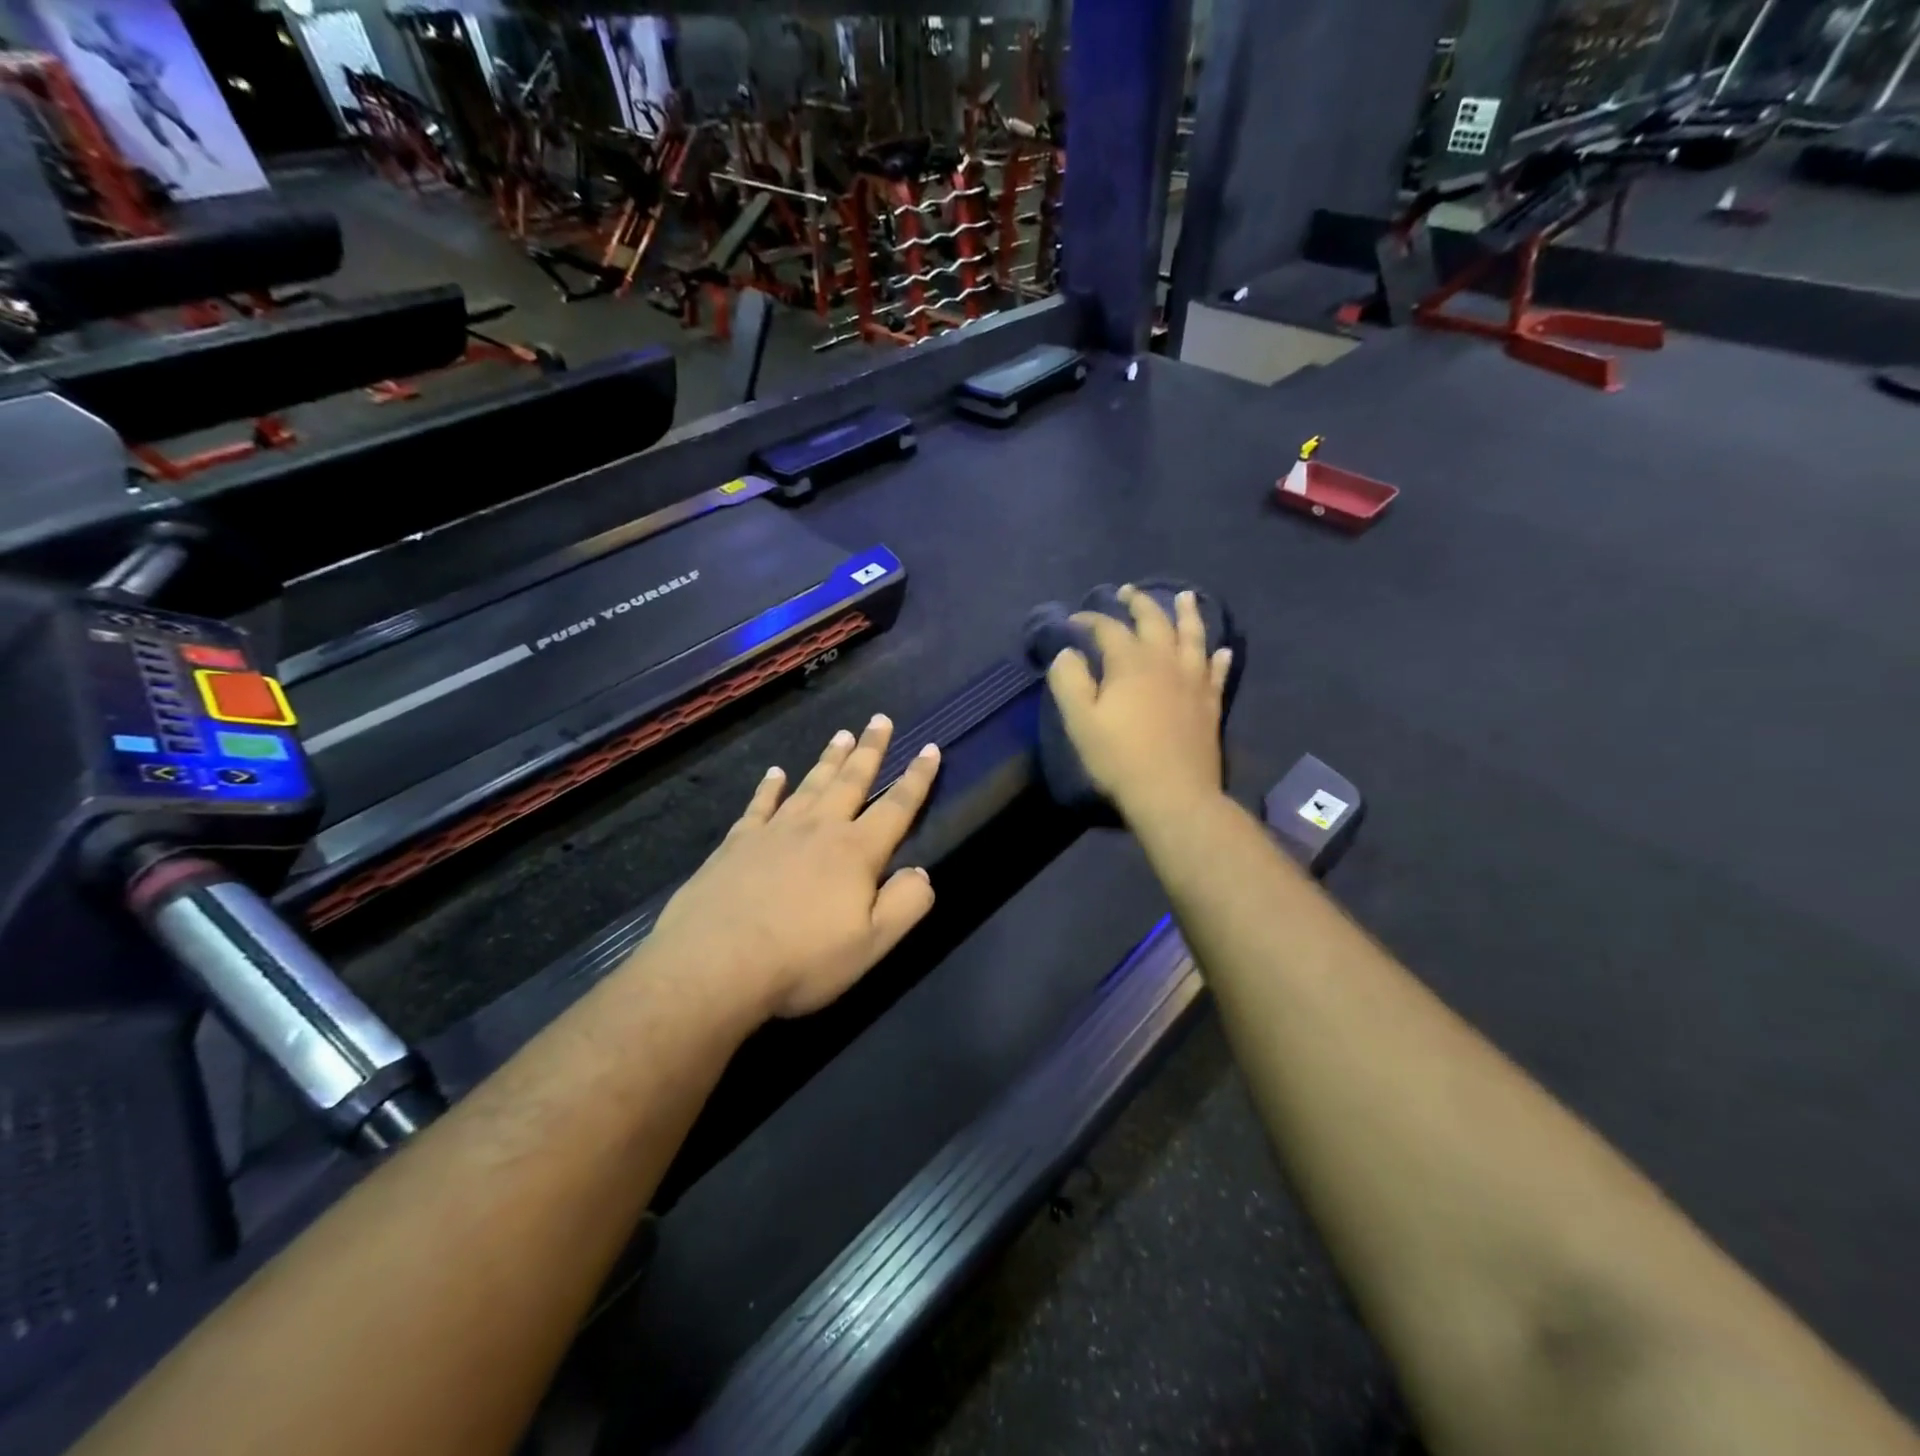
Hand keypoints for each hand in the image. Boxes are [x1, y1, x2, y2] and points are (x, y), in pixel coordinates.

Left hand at [649, 715, 941, 1021]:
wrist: (714, 965)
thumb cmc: (801, 959)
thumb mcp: (871, 944)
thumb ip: (906, 904)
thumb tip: (922, 872)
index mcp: (856, 852)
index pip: (897, 807)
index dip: (917, 778)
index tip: (931, 748)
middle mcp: (819, 829)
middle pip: (851, 781)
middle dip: (871, 750)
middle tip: (880, 719)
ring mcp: (775, 831)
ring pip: (810, 785)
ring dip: (829, 760)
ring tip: (842, 735)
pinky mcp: (737, 843)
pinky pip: (760, 805)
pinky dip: (770, 787)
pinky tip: (775, 774)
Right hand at [1045, 585, 1232, 823]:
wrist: (1173, 793)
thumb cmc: (1120, 758)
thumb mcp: (1080, 721)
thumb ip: (1069, 681)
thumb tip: (1068, 652)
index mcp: (1130, 662)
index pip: (1108, 628)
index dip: (1090, 620)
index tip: (1075, 620)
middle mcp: (1165, 661)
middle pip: (1154, 621)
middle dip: (1138, 603)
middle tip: (1127, 592)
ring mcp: (1193, 681)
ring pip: (1192, 636)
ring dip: (1187, 614)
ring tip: (1185, 597)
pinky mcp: (1210, 703)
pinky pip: (1216, 671)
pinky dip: (1218, 657)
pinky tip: (1221, 650)